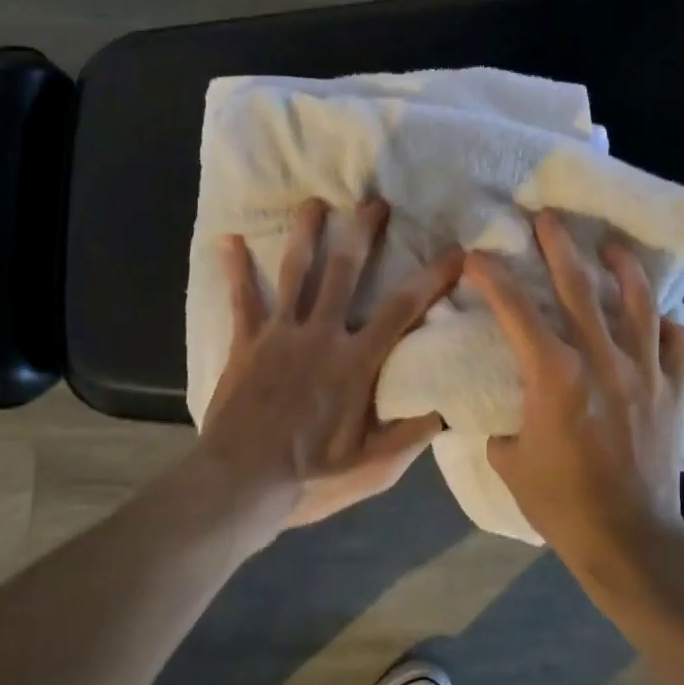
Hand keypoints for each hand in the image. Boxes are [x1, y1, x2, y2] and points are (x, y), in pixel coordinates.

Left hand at [199, 197, 464, 529]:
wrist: (240, 482)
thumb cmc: (309, 478)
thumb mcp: (371, 469)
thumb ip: (409, 437)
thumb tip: (445, 410)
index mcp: (355, 362)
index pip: (402, 310)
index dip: (432, 278)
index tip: (455, 252)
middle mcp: (320, 335)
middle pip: (344, 271)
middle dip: (362, 232)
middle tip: (373, 202)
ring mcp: (279, 334)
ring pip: (294, 272)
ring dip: (305, 234)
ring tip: (314, 203)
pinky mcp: (245, 343)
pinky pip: (241, 300)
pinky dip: (234, 270)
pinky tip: (228, 241)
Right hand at [463, 210, 683, 564]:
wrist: (630, 541)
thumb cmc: (562, 503)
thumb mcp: (510, 462)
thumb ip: (502, 426)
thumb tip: (501, 412)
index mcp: (555, 376)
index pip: (516, 312)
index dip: (493, 278)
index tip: (476, 256)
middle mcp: (602, 361)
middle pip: (579, 289)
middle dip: (559, 248)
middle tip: (548, 218)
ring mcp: (646, 374)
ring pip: (639, 305)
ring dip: (623, 269)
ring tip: (613, 247)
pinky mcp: (674, 393)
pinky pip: (680, 346)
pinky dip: (670, 327)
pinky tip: (661, 320)